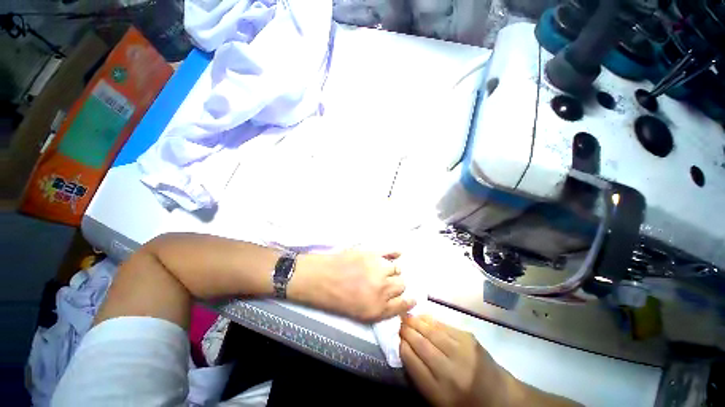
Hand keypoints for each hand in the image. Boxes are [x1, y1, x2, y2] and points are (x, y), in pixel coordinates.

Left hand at [289, 251, 415, 321]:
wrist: (320, 278)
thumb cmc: (336, 299)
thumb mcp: (360, 314)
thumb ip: (382, 309)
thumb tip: (396, 300)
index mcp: (379, 307)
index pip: (403, 304)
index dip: (408, 301)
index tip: (411, 298)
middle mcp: (382, 287)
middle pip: (402, 284)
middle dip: (397, 285)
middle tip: (389, 283)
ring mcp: (378, 267)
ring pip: (397, 268)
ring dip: (393, 270)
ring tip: (384, 270)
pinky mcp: (372, 253)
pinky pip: (390, 251)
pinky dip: (395, 252)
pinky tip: (398, 253)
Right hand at [400, 315, 514, 406]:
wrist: (499, 396)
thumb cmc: (463, 401)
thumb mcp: (437, 398)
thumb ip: (419, 374)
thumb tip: (404, 345)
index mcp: (440, 392)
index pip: (412, 361)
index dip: (402, 346)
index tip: (396, 337)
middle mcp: (451, 371)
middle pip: (421, 344)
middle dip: (407, 331)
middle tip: (399, 323)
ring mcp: (462, 352)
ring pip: (431, 331)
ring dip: (416, 322)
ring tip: (407, 317)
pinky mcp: (469, 339)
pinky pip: (444, 325)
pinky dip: (430, 320)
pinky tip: (422, 317)